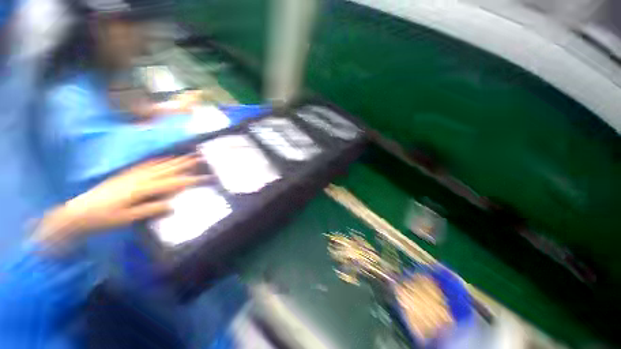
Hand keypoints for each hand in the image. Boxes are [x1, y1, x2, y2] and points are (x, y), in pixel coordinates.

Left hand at [34, 155, 210, 245]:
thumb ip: (150, 210)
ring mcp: (132, 176)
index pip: (171, 183)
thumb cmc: (103, 219)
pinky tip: (162, 158)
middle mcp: (139, 179)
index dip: (190, 180)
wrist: (78, 213)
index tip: (204, 178)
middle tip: (198, 158)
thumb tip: (172, 206)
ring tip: (186, 155)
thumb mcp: (127, 218)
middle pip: (166, 169)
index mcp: (141, 190)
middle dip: (185, 164)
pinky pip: (144, 165)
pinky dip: (156, 161)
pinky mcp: (125, 175)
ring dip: (173, 160)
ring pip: (157, 165)